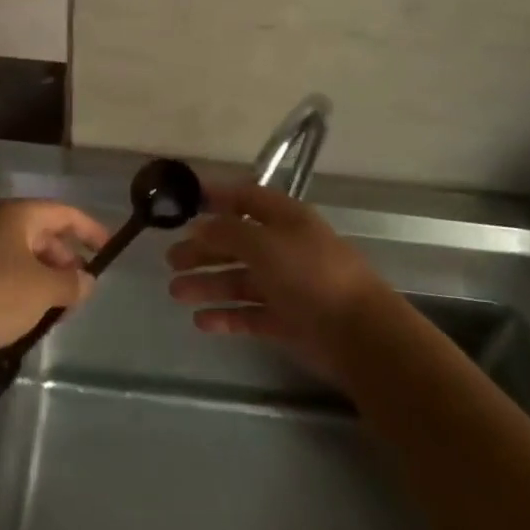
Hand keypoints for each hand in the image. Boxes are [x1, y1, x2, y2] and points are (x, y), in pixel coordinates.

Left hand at [0, 199, 109, 363]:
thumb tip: (88, 281)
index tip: (110, 249)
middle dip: (68, 259)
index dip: (90, 229)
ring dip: (50, 279)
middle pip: (46, 235)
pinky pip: (12, 278)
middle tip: (85, 287)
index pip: (64, 213)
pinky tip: (39, 316)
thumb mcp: (45, 288)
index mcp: (17, 215)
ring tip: (65, 307)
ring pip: (29, 259)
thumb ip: (73, 282)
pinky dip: (31, 292)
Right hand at [167, 179, 393, 378]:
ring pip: (240, 280)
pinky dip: (226, 316)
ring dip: (208, 284)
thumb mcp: (264, 243)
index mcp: (286, 219)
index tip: (187, 202)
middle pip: (238, 243)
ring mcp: (287, 286)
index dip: (219, 197)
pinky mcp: (288, 321)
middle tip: (171, 259)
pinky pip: (250, 314)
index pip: (247, 198)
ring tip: (175, 292)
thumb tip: (199, 225)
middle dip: (204, 248)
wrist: (359, 333)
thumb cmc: (310, 274)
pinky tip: (201, 321)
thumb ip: (228, 231)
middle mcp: (285, 248)